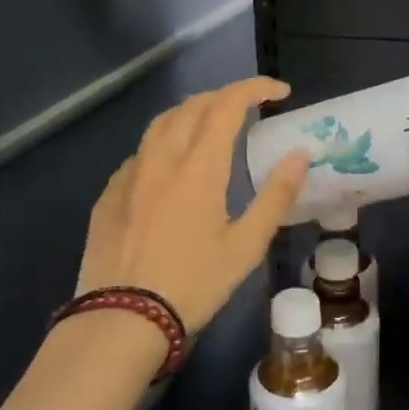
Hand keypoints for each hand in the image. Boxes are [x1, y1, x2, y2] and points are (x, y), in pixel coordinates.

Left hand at [77, 77, 310, 332]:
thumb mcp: (245, 247)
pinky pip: (140, 153)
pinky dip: (164, 144)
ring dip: (191, 113)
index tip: (280, 92)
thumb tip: (300, 155)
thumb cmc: (192, 285)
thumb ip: (275, 196)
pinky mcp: (108, 195)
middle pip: (192, 106)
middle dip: (225, 97)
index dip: (255, 88)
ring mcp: (128, 175)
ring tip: (211, 125)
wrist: (120, 321)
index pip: (226, 104)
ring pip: (160, 124)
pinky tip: (171, 168)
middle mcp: (160, 159)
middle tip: (250, 108)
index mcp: (197, 166)